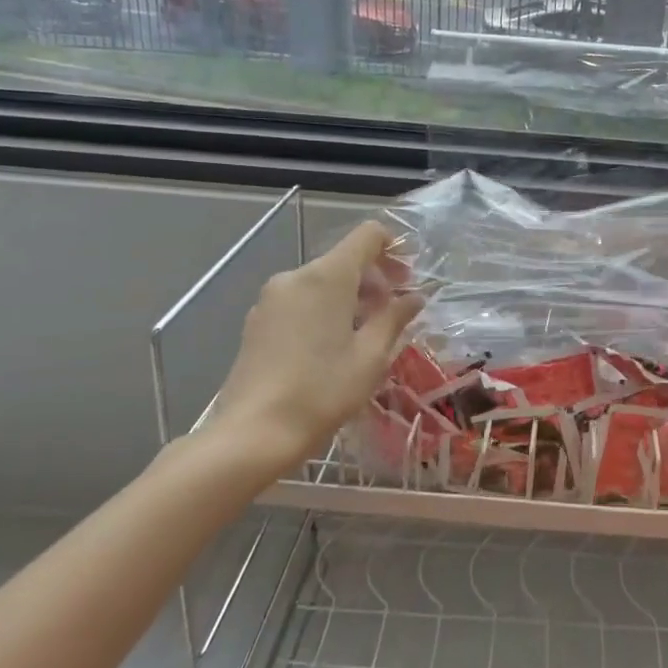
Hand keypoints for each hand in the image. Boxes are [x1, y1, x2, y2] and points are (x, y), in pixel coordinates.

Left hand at [208, 221, 424, 473]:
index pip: (367, 235)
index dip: (394, 246)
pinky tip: (333, 346)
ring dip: (351, 297)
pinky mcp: (257, 320)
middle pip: (345, 259)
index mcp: (328, 276)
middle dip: (375, 279)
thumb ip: (394, 318)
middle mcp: (297, 276)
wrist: (253, 433)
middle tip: (395, 312)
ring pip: (322, 282)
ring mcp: (272, 298)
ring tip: (367, 335)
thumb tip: (414, 297)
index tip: (409, 276)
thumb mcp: (371, 356)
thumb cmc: (322, 390)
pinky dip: (325, 310)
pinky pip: (301, 300)